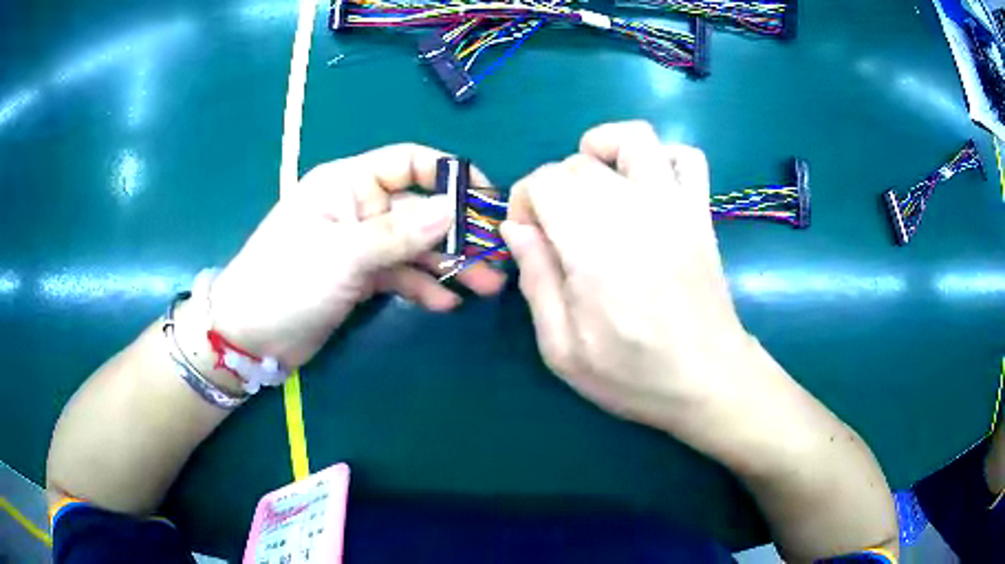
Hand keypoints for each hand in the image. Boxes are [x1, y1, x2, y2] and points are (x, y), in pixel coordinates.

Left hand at [208, 144, 505, 366]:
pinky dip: (422, 287)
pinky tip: (445, 303)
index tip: (486, 202)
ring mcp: (359, 244)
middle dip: (458, 233)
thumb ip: (400, 233)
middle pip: (419, 210)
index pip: (410, 163)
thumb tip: (454, 209)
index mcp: (348, 183)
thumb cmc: (286, 282)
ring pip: (414, 247)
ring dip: (449, 265)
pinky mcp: (359, 277)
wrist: (249, 337)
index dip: (450, 177)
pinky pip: (400, 275)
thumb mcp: (343, 254)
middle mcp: (358, 207)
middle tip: (496, 258)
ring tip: (485, 288)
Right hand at [502, 121, 754, 434]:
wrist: (709, 381)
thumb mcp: (563, 349)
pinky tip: (645, 187)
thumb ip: (536, 281)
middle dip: (553, 187)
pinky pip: (687, 157)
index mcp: (594, 247)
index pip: (544, 182)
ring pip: (634, 137)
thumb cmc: (634, 374)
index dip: (523, 203)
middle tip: (557, 230)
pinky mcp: (701, 212)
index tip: (529, 240)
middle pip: (578, 162)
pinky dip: (661, 157)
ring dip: (603, 150)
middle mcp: (635, 211)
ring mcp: (675, 206)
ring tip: (595, 186)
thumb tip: (514, 229)